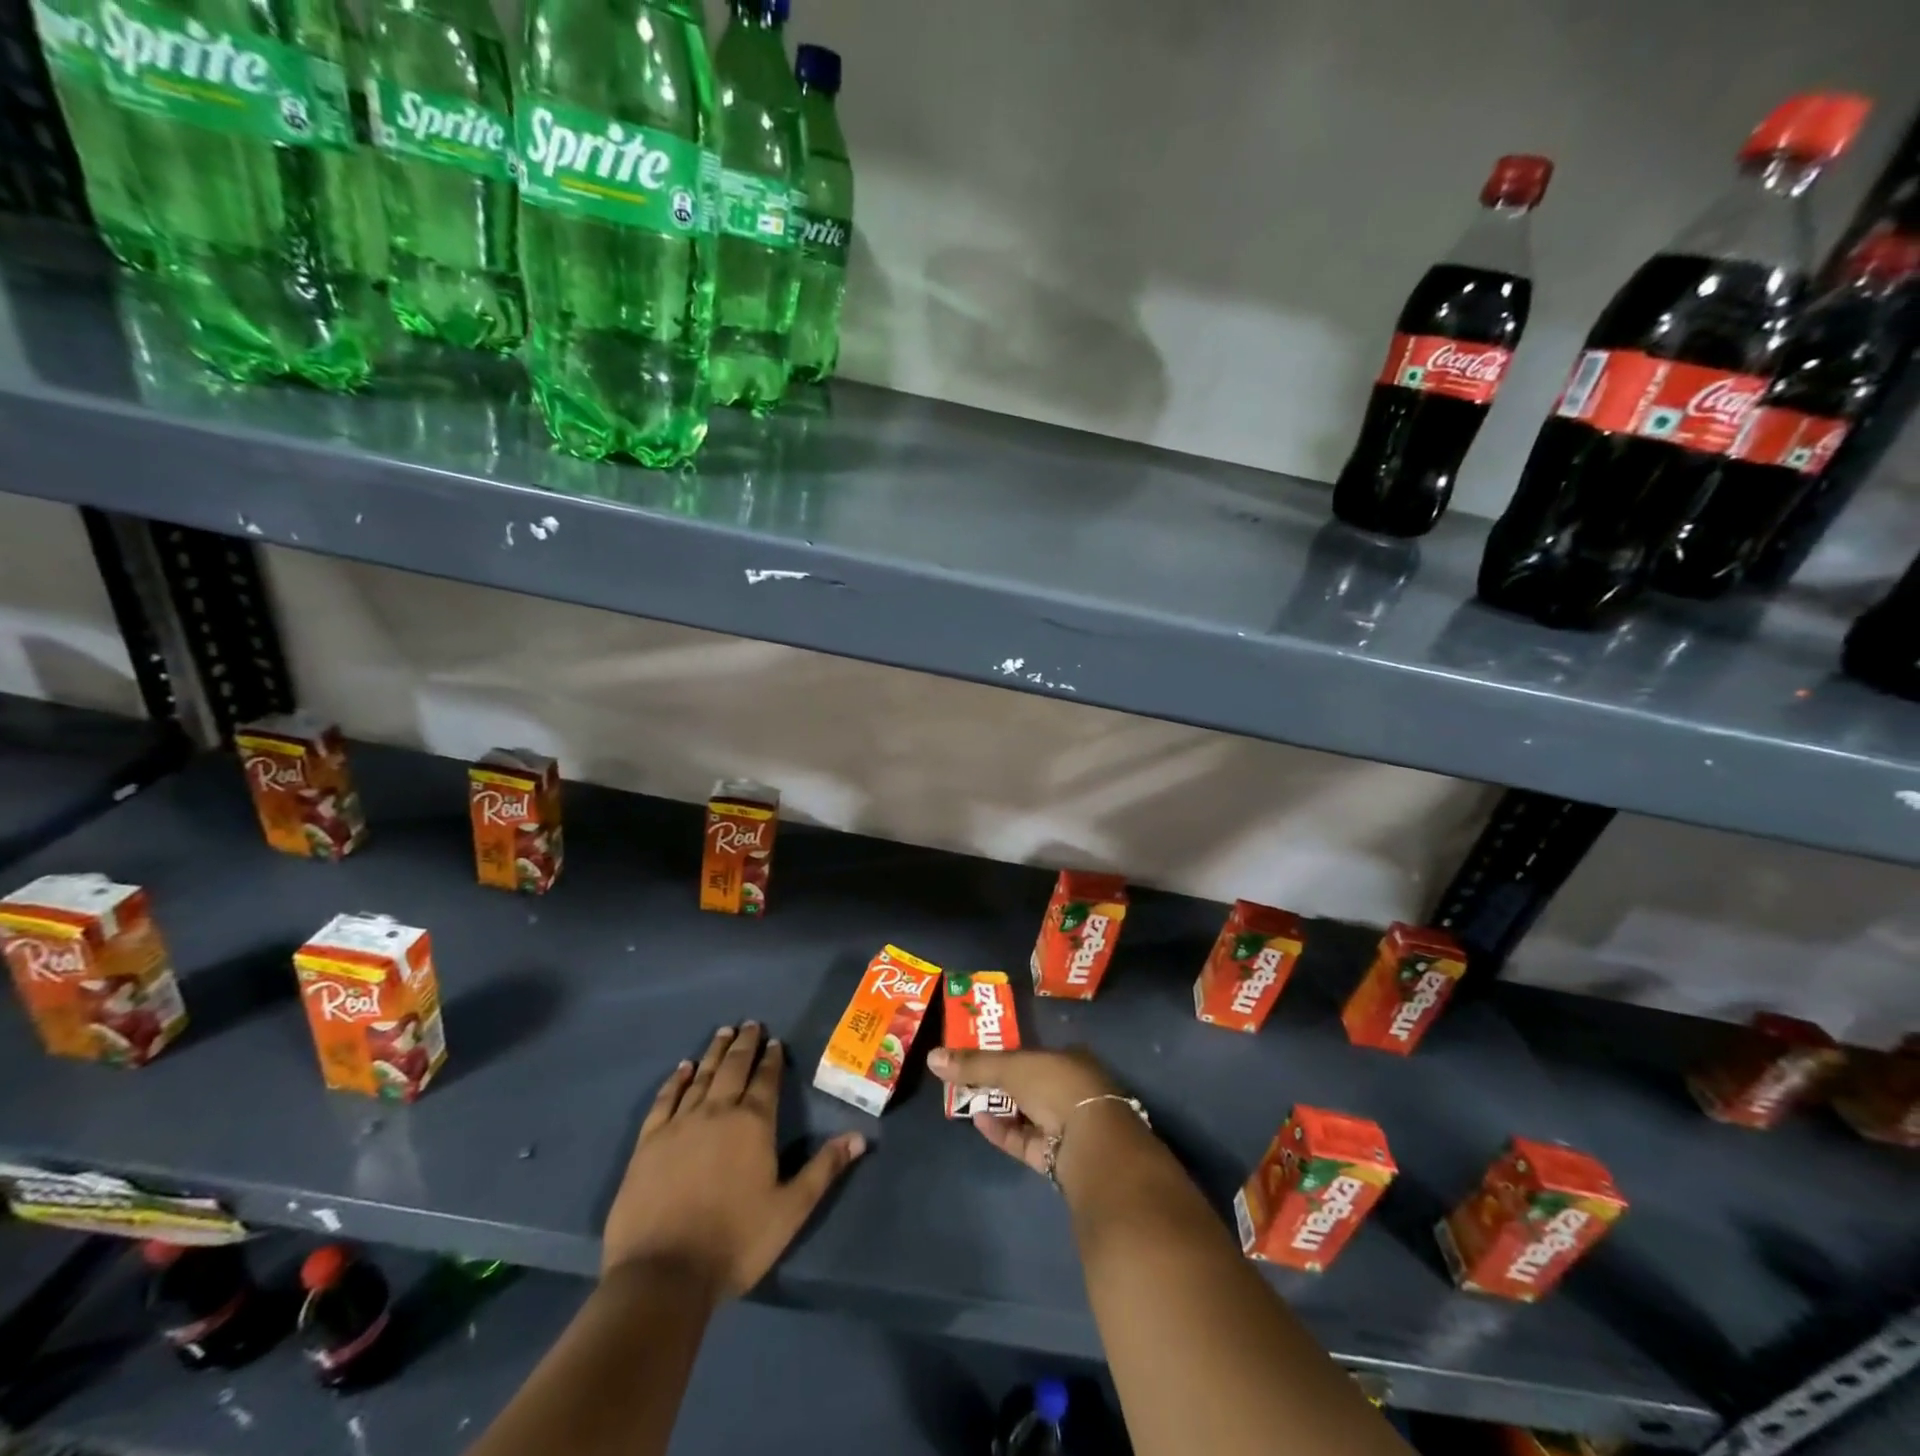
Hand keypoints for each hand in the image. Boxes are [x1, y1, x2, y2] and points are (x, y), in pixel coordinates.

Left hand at [603, 1023, 865, 1297]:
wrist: (662, 1275)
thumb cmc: (735, 1242)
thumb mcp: (790, 1210)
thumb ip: (824, 1169)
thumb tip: (860, 1137)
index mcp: (754, 1123)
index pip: (766, 1079)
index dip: (772, 1058)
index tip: (775, 1041)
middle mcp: (718, 1112)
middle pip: (733, 1068)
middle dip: (744, 1044)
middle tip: (750, 1024)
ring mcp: (680, 1124)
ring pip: (701, 1076)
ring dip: (714, 1053)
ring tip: (723, 1032)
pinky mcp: (649, 1142)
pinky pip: (665, 1099)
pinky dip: (675, 1080)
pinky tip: (681, 1068)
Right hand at [926, 1045, 1122, 1175]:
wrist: (1091, 1142)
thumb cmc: (1056, 1086)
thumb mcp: (1011, 1067)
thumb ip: (974, 1064)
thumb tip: (932, 1056)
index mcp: (1070, 1059)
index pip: (1035, 1054)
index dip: (1008, 1054)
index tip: (981, 1055)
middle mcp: (1072, 1089)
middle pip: (1030, 1084)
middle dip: (1001, 1083)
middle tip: (968, 1079)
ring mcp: (1067, 1124)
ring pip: (1027, 1114)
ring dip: (1000, 1107)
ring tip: (967, 1100)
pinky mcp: (1057, 1156)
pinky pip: (1025, 1140)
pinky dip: (1003, 1131)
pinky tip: (979, 1122)